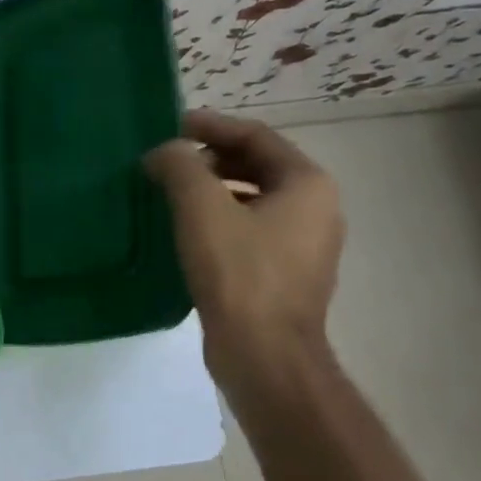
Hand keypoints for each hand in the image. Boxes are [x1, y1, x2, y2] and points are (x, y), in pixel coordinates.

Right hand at [143, 110, 344, 398]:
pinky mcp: (285, 273)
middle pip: (258, 165)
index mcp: (307, 184)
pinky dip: (220, 218)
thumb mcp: (201, 208)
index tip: (171, 126)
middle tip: (167, 160)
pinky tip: (186, 230)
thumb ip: (180, 166)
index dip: (211, 126)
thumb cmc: (238, 272)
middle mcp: (316, 208)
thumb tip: (164, 152)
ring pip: (253, 199)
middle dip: (210, 158)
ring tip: (170, 192)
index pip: (256, 136)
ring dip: (212, 188)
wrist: (264, 354)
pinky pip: (251, 229)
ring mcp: (304, 244)